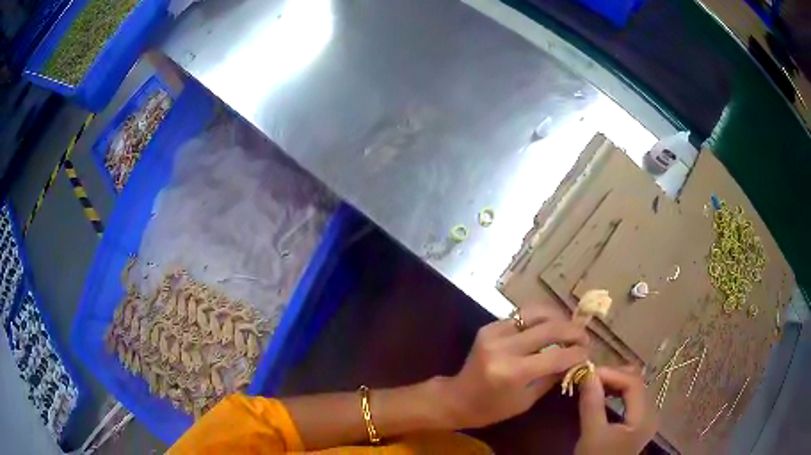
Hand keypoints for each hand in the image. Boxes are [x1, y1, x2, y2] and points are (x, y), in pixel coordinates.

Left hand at [440, 306, 588, 428]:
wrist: (456, 398)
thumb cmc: (492, 409)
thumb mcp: (526, 400)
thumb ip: (552, 377)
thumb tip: (576, 360)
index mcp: (512, 373)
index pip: (556, 355)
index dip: (577, 352)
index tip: (589, 353)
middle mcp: (503, 348)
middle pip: (550, 328)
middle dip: (573, 331)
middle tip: (585, 338)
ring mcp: (494, 333)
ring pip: (536, 312)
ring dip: (558, 318)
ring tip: (569, 328)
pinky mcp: (489, 327)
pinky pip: (521, 315)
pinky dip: (539, 319)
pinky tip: (548, 327)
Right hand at [576, 366, 657, 454]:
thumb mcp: (591, 435)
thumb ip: (592, 404)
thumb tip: (588, 373)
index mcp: (644, 417)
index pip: (634, 383)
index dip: (612, 373)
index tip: (588, 372)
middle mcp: (650, 413)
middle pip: (637, 383)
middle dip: (613, 375)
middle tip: (590, 376)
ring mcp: (644, 417)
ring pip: (633, 388)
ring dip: (614, 382)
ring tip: (593, 382)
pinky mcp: (636, 422)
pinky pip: (629, 398)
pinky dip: (616, 392)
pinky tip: (603, 393)